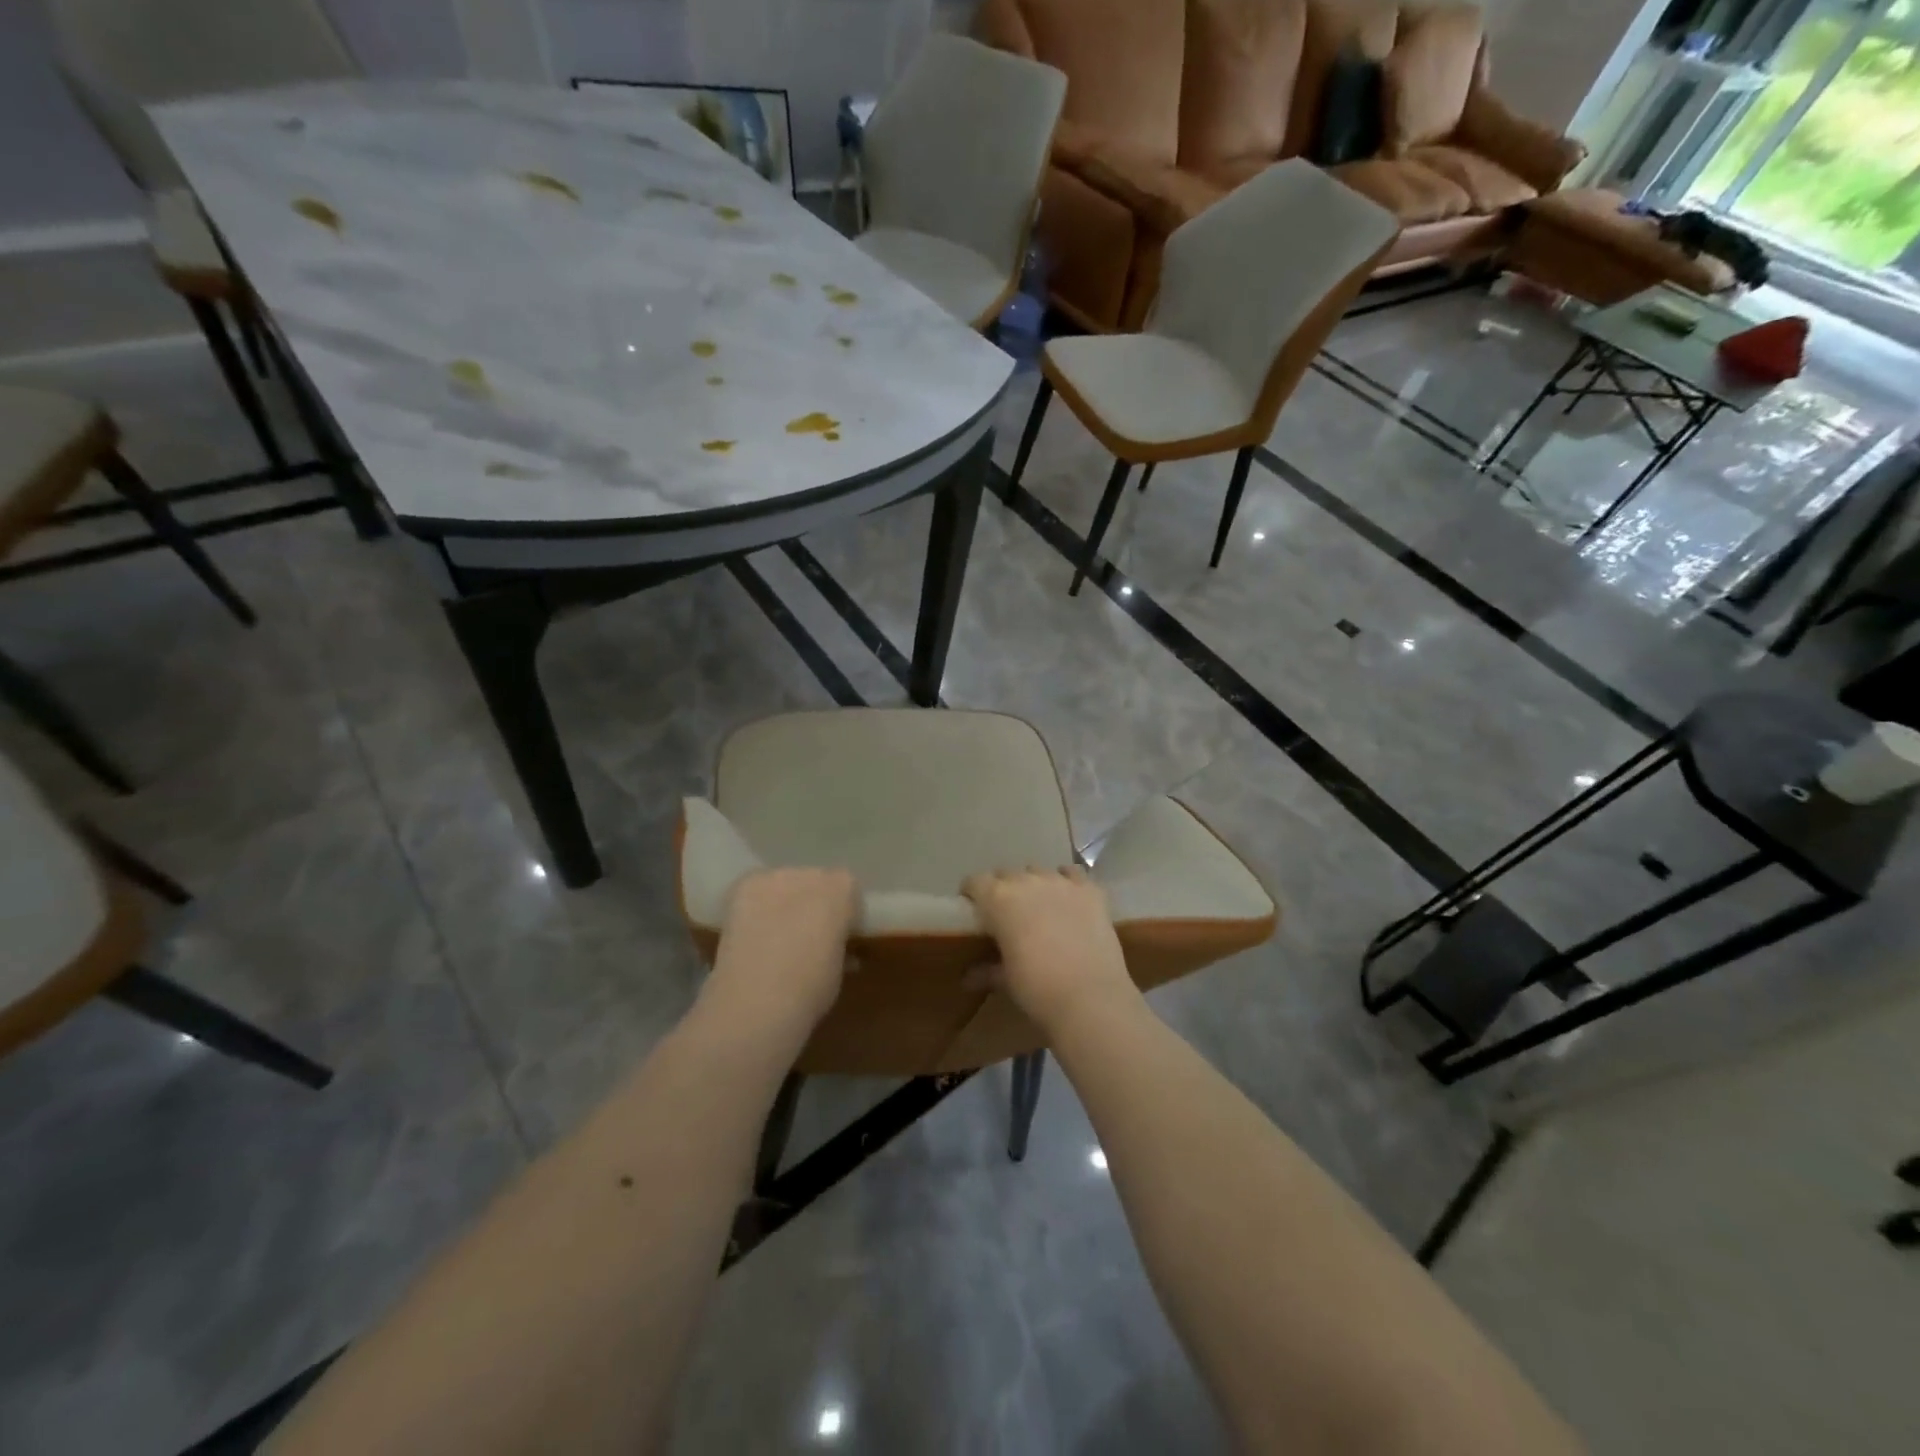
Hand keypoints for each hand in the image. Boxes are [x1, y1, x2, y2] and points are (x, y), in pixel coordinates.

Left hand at [702, 867, 859, 1046]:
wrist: (756, 1001)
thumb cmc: (809, 990)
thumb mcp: (838, 968)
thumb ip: (838, 945)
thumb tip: (831, 945)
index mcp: (843, 889)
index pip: (849, 891)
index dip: (845, 914)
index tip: (840, 937)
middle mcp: (810, 873)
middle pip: (816, 881)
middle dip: (814, 903)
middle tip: (807, 937)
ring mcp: (773, 877)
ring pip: (785, 884)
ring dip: (784, 902)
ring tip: (775, 937)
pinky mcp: (742, 888)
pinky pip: (756, 892)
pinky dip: (757, 907)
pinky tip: (752, 933)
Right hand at [962, 866, 1139, 1036]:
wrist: (1091, 997)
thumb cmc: (1038, 988)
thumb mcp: (1006, 980)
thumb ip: (987, 971)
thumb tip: (969, 978)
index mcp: (998, 899)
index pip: (975, 882)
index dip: (972, 894)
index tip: (974, 910)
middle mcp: (1027, 881)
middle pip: (1006, 874)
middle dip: (1003, 890)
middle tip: (1007, 915)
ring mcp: (1061, 882)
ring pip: (1038, 872)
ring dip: (1033, 886)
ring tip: (1039, 908)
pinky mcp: (1089, 890)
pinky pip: (1072, 874)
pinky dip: (1066, 882)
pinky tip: (1068, 898)